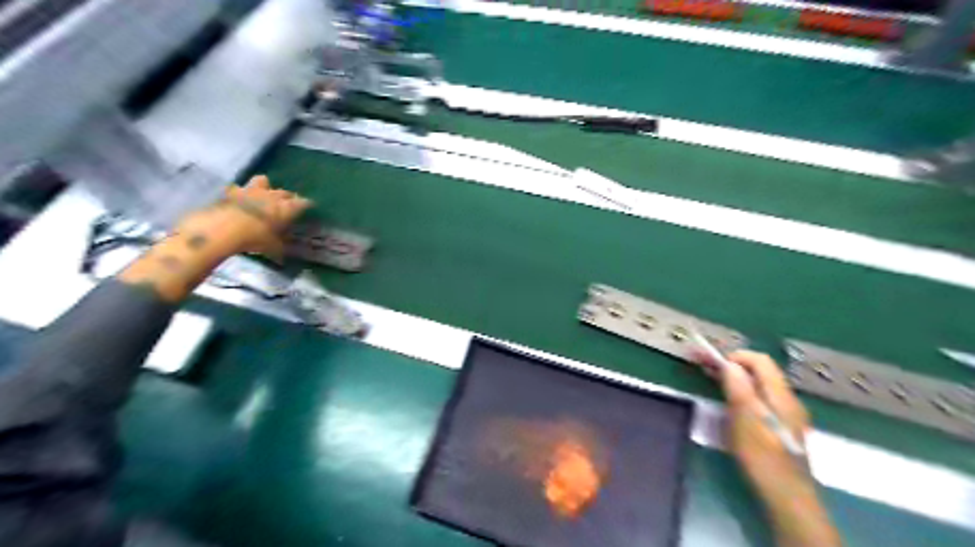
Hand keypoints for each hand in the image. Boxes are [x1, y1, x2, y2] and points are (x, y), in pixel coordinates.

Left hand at [117, 175, 310, 303]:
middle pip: (284, 192)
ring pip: (262, 181)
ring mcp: (250, 191)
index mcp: (285, 208)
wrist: (219, 230)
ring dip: (264, 187)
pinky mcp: (230, 192)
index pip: (302, 203)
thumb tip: (282, 256)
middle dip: (287, 197)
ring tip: (263, 194)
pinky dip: (241, 193)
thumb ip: (279, 247)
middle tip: (288, 204)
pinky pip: (239, 188)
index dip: (306, 204)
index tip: (309, 206)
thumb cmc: (253, 239)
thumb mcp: (271, 248)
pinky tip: (239, 200)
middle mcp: (271, 196)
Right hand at [718, 352, 841, 545]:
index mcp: (779, 394)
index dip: (735, 356)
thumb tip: (729, 363)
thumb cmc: (761, 454)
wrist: (786, 494)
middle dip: (733, 366)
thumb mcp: (744, 418)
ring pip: (760, 386)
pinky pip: (762, 400)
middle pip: (761, 371)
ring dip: (736, 380)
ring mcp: (787, 414)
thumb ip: (738, 387)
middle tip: (706, 369)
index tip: (712, 363)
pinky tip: (731, 405)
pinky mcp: (782, 427)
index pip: (760, 360)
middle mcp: (787, 399)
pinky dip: (744, 393)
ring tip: (714, 383)